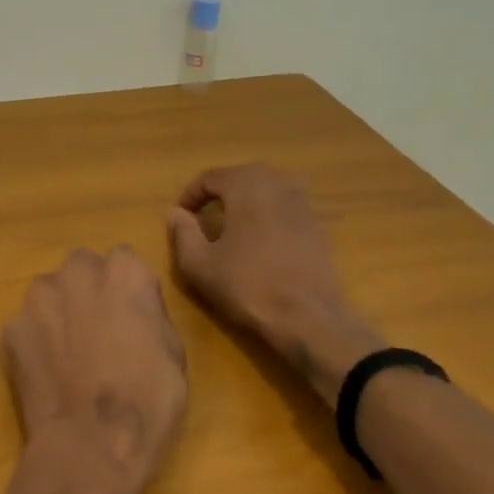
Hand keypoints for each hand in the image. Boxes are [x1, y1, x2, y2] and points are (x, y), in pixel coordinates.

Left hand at [0, 247, 188, 493]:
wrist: (91, 446)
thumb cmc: (148, 402)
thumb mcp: (173, 352)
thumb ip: (149, 313)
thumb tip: (134, 307)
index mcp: (125, 272)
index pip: (123, 261)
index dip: (125, 290)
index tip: (129, 317)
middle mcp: (78, 272)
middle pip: (82, 269)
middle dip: (87, 291)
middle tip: (96, 332)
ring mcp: (39, 298)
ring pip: (49, 293)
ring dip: (57, 312)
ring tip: (67, 356)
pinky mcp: (11, 328)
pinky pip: (25, 326)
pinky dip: (33, 343)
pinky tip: (45, 375)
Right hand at [166, 164, 385, 402]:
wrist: (309, 316)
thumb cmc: (247, 285)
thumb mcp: (199, 264)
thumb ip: (182, 232)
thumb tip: (176, 213)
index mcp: (246, 185)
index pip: (210, 177)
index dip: (190, 195)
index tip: (180, 217)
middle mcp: (277, 183)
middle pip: (241, 176)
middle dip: (219, 192)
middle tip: (202, 215)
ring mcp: (302, 202)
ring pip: (266, 189)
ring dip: (245, 200)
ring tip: (230, 224)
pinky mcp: (317, 224)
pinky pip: (284, 206)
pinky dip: (267, 214)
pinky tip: (258, 240)